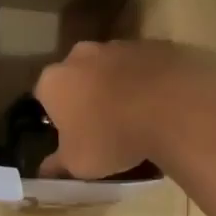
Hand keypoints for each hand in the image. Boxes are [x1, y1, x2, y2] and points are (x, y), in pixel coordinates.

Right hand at [35, 40, 215, 178]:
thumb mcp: (79, 163)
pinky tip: (160, 103)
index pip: (45, 97)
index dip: (58, 116)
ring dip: (117, 85)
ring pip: (111, 67)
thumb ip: (58, 164)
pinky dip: (146, 80)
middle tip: (103, 124)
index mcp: (54, 81)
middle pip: (78, 75)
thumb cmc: (112, 138)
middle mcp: (80, 55)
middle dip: (86, 95)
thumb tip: (44, 170)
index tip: (73, 134)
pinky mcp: (152, 45)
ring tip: (136, 115)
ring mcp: (118, 45)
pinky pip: (142, 65)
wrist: (172, 108)